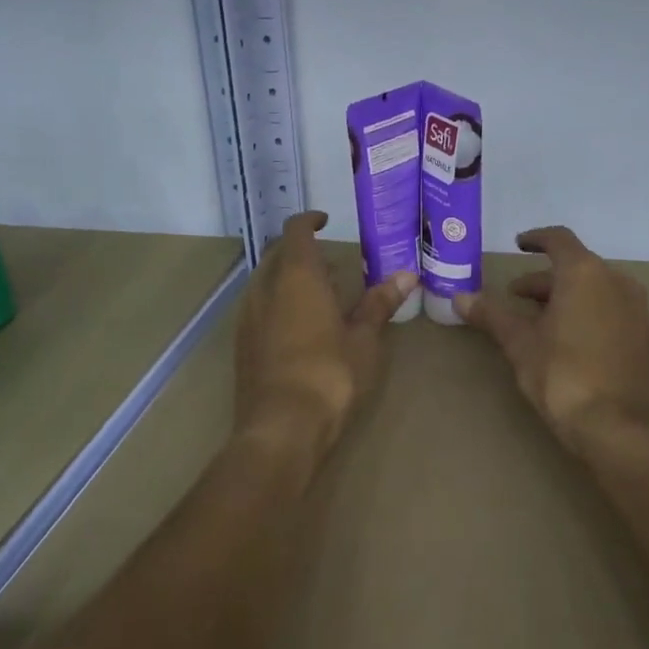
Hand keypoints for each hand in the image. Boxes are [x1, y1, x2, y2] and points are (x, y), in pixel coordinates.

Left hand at [233, 212, 417, 454]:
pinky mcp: (242, 344)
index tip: (326, 221)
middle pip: (278, 255)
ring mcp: (248, 317)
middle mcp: (265, 289)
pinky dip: (279, 304)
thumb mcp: (364, 339)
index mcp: (296, 277)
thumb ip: (379, 303)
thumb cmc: (330, 375)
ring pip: (266, 283)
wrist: (281, 428)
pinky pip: (260, 309)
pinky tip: (300, 329)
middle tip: (333, 267)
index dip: (309, 221)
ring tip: (320, 298)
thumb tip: (407, 275)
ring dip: (289, 280)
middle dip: (302, 253)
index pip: (296, 231)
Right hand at [456, 226, 648, 455]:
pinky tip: (565, 338)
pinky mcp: (643, 335)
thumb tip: (460, 297)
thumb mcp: (520, 344)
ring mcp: (635, 308)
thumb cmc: (563, 375)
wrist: (619, 427)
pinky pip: (609, 308)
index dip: (536, 239)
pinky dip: (585, 311)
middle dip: (543, 278)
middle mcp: (616, 281)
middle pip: (576, 266)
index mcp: (585, 273)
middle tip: (515, 297)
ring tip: (536, 320)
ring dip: (564, 296)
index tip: (519, 244)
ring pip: (593, 288)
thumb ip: (492, 315)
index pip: (558, 240)